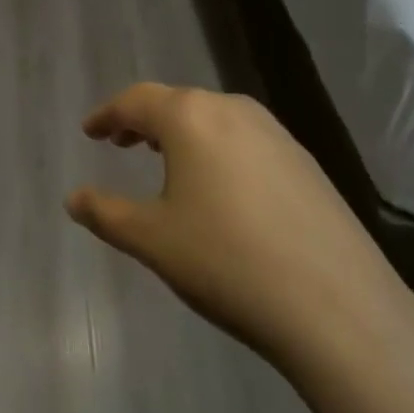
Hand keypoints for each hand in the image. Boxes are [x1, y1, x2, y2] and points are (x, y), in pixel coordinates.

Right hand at [66, 84, 413, 379]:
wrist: (340, 311)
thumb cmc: (227, 263)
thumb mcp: (152, 240)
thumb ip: (106, 213)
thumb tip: (73, 199)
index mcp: (190, 118)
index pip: (136, 101)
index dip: (107, 115)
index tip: (89, 131)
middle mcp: (233, 110)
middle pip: (176, 104)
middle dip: (144, 121)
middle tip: (121, 143)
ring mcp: (276, 134)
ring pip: (214, 120)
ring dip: (182, 134)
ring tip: (165, 161)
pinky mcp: (306, 163)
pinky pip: (246, 141)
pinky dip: (218, 150)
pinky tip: (220, 188)